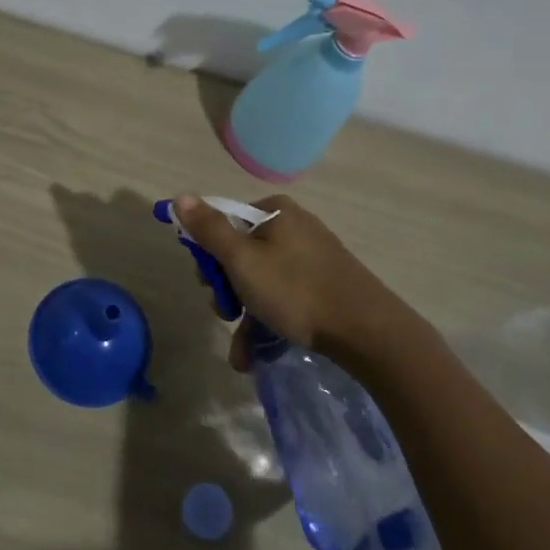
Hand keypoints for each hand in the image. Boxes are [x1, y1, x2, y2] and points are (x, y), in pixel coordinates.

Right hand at [175, 194, 402, 370]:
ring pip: (262, 281)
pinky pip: (285, 297)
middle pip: (242, 254)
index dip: (209, 254)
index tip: (207, 283)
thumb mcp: (242, 260)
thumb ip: (209, 230)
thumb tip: (180, 196)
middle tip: (226, 314)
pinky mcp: (326, 284)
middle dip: (228, 290)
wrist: (368, 332)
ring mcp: (312, 256)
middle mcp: (294, 227)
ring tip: (242, 354)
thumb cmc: (296, 290)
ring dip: (245, 316)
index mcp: (275, 211)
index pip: (225, 223)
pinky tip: (257, 354)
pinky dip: (269, 322)